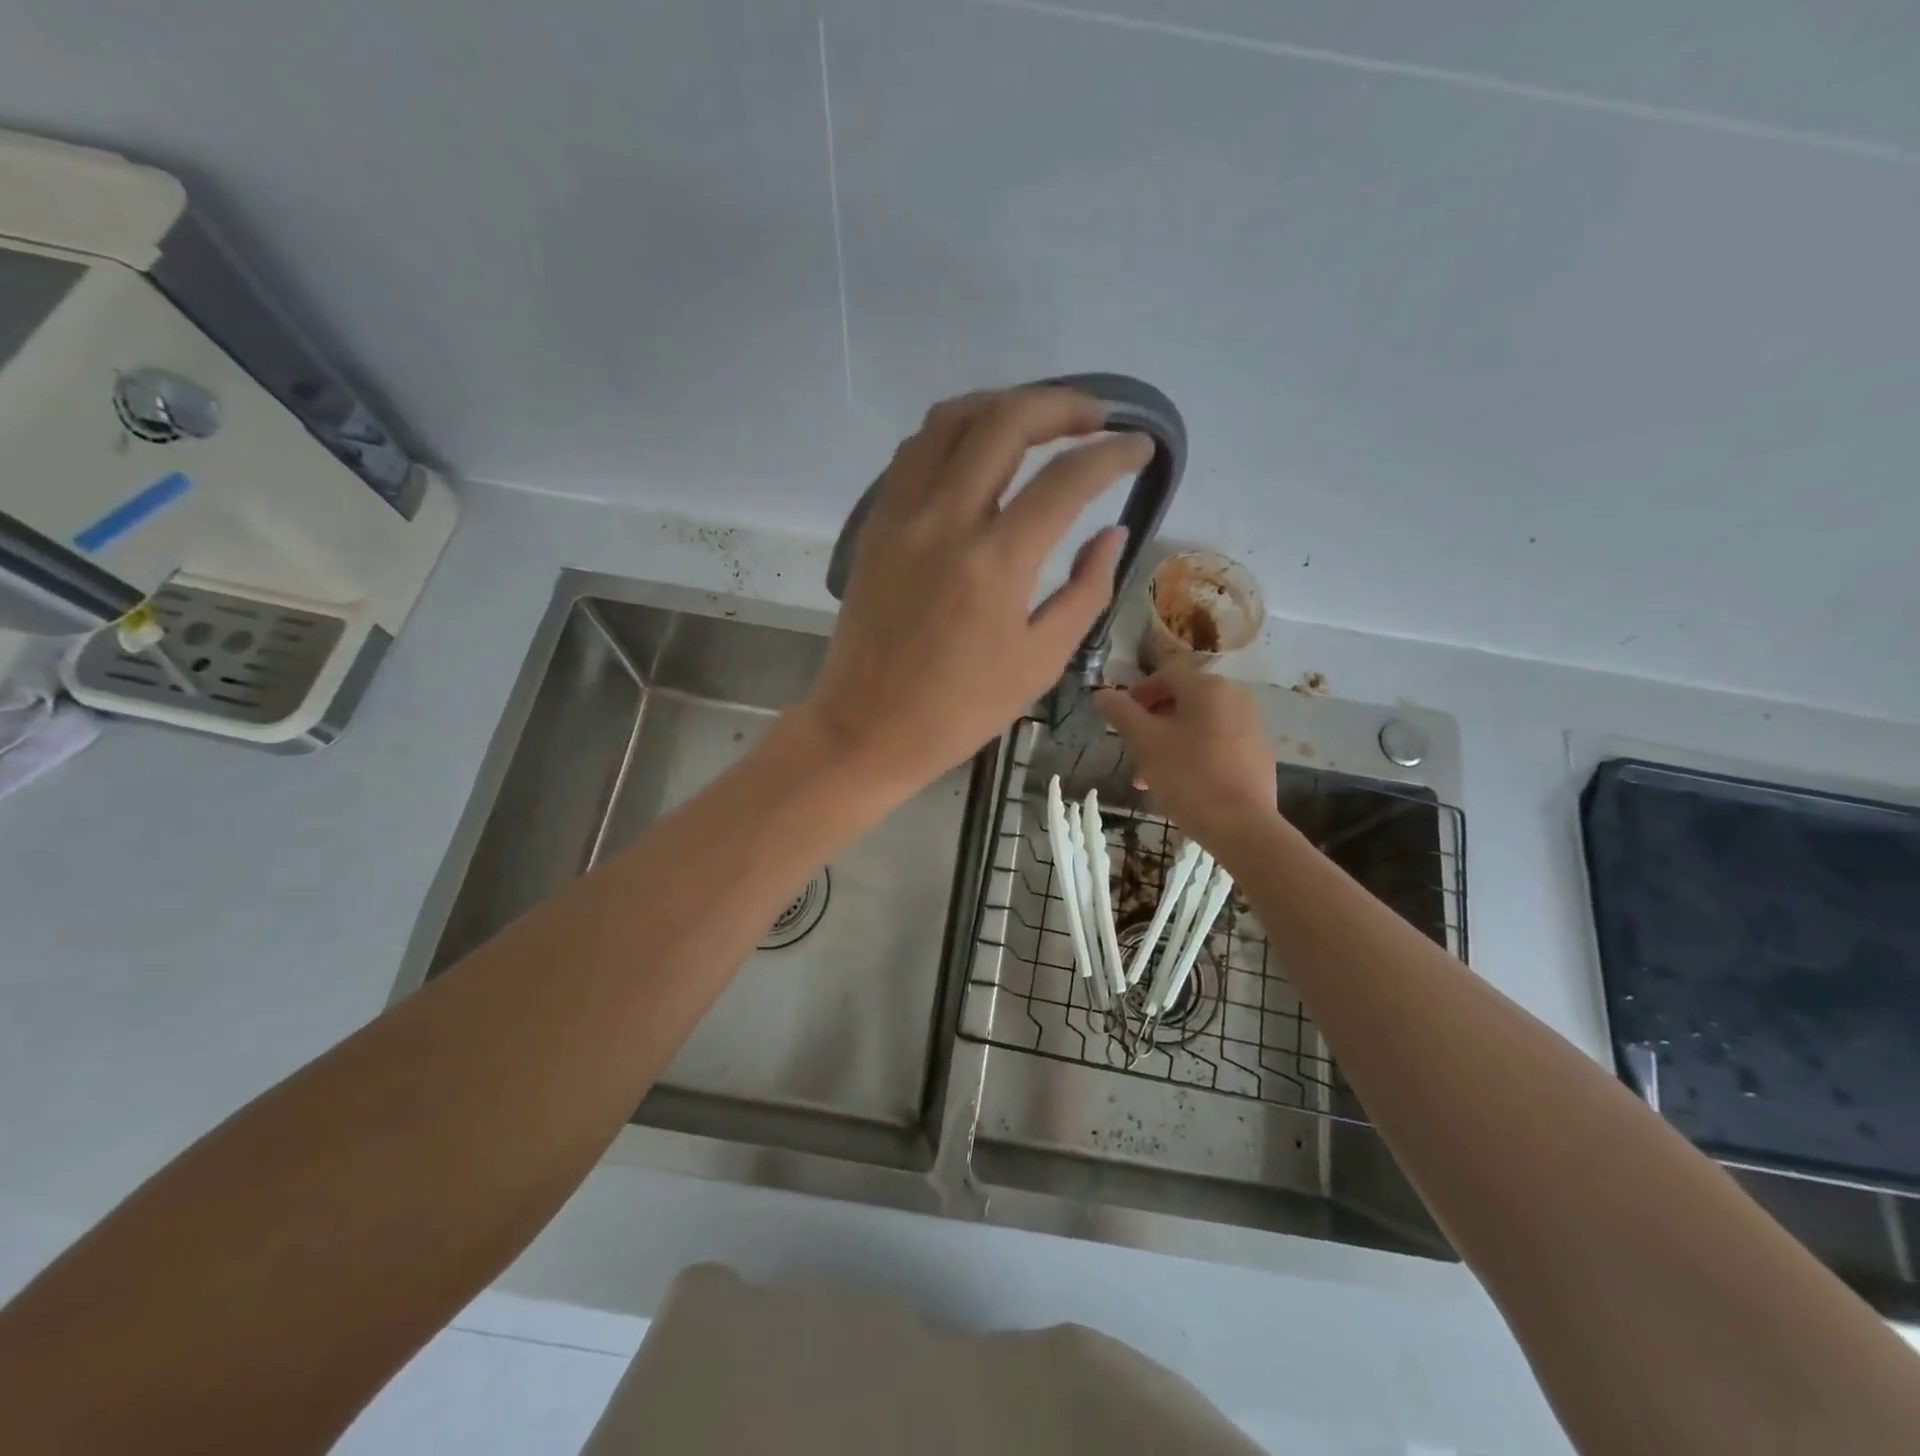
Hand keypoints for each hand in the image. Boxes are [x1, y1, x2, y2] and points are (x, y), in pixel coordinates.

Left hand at [800, 387, 1153, 788]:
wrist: (867, 728)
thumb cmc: (961, 709)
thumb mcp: (1040, 661)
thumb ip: (1086, 590)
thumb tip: (1112, 532)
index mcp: (995, 563)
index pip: (1065, 480)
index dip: (1113, 454)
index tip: (1140, 447)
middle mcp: (944, 521)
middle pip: (1004, 422)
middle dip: (1060, 405)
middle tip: (1094, 418)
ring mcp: (901, 516)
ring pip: (949, 421)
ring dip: (1001, 405)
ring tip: (1038, 420)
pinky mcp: (875, 525)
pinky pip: (914, 452)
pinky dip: (954, 433)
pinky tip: (978, 450)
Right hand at [1094, 654, 1278, 842]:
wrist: (1242, 826)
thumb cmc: (1188, 776)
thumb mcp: (1145, 742)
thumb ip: (1122, 713)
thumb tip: (1103, 694)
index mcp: (1208, 687)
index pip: (1166, 673)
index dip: (1139, 692)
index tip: (1122, 718)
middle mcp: (1235, 697)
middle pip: (1183, 700)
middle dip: (1153, 723)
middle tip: (1134, 752)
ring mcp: (1251, 726)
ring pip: (1199, 725)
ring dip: (1170, 742)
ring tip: (1150, 777)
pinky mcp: (1259, 753)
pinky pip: (1218, 743)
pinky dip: (1195, 754)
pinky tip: (1182, 784)